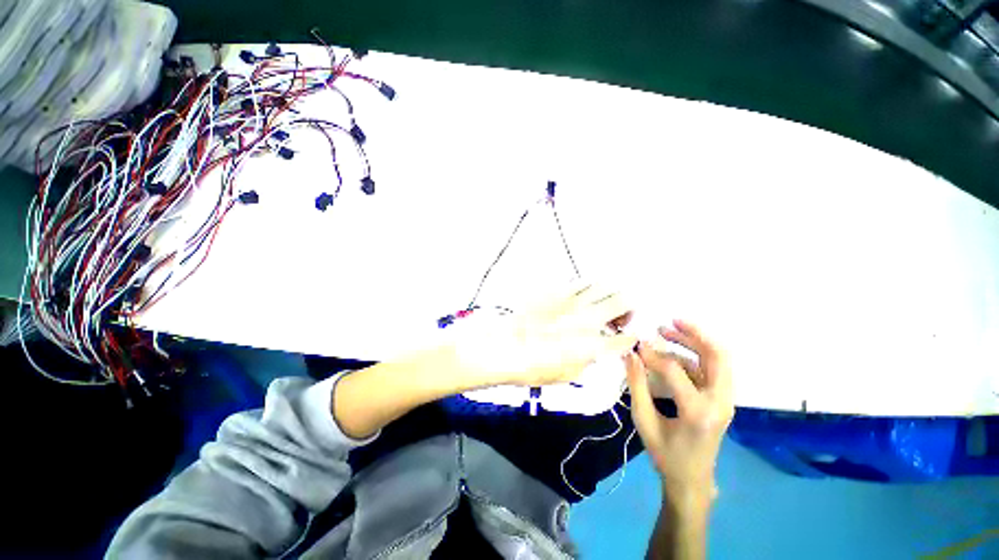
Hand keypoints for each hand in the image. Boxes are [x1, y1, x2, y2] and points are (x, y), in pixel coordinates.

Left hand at [449, 282, 636, 387]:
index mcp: (593, 342)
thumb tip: (599, 346)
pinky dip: (587, 288)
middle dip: (627, 307)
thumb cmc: (534, 366)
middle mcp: (587, 315)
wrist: (505, 345)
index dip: (631, 337)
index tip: (628, 337)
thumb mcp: (569, 374)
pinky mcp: (555, 290)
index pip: (627, 336)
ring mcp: (571, 299)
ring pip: (602, 284)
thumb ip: (590, 358)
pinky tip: (578, 297)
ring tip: (599, 303)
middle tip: (617, 317)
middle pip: (622, 299)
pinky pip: (578, 281)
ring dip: (608, 293)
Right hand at [624, 319, 733, 501]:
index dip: (651, 354)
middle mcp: (719, 402)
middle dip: (694, 334)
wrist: (692, 479)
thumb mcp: (643, 420)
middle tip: (670, 321)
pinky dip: (695, 355)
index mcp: (698, 411)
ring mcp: (725, 401)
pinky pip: (713, 369)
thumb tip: (630, 354)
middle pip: (718, 356)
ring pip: (719, 359)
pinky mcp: (722, 400)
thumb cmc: (665, 454)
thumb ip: (636, 385)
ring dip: (695, 341)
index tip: (635, 346)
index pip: (674, 370)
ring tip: (669, 329)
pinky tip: (675, 351)